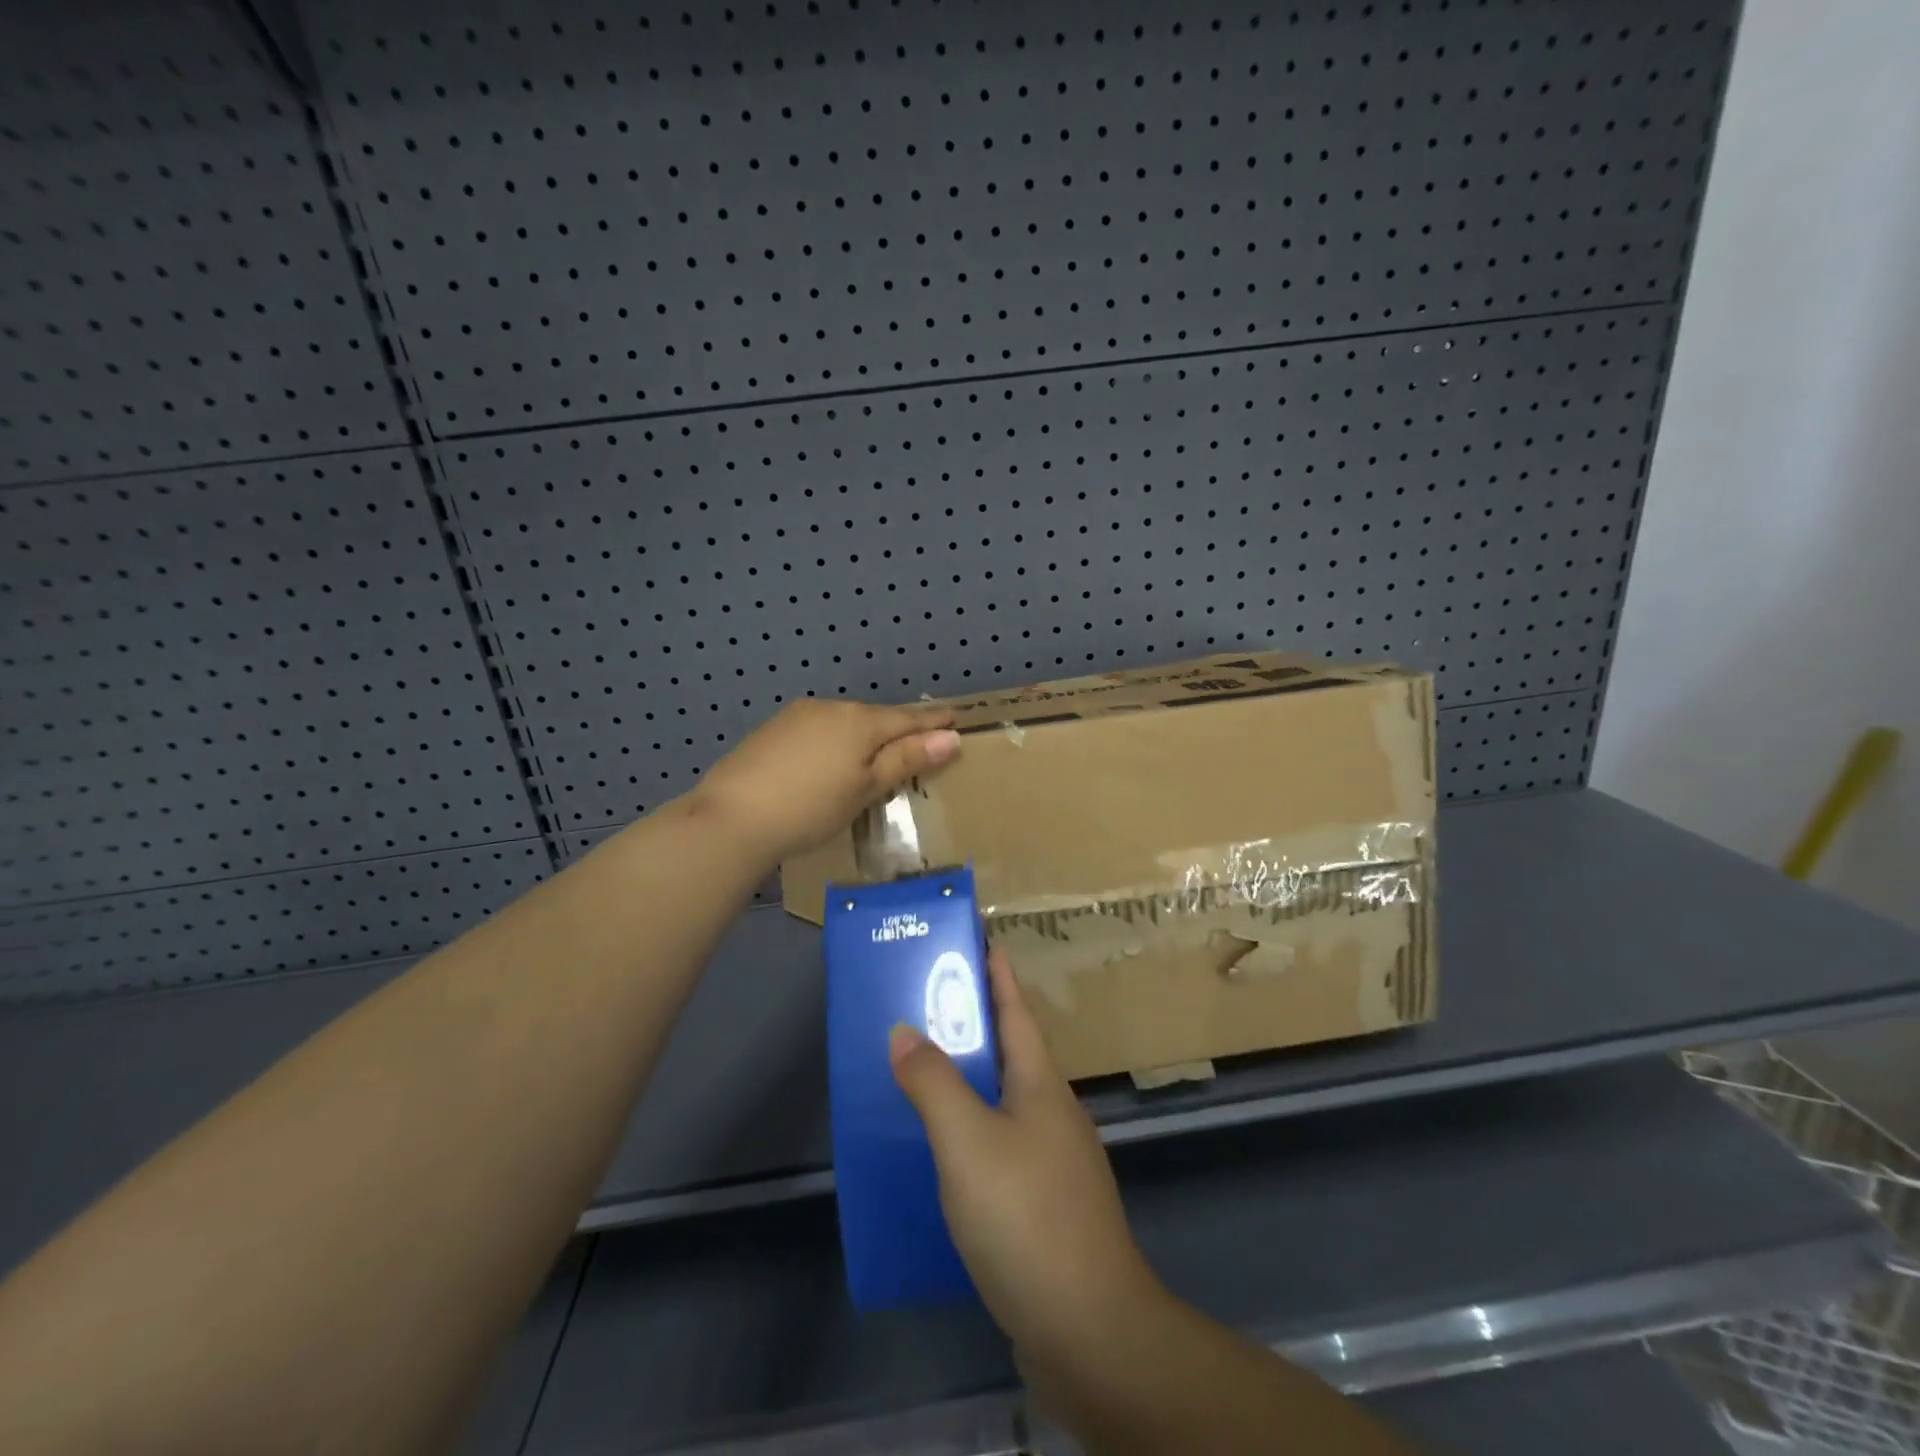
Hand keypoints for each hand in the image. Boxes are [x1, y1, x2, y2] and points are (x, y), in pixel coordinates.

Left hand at [688, 698, 958, 865]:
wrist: (733, 816)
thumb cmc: (812, 808)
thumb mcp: (866, 788)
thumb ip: (906, 759)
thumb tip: (950, 737)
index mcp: (861, 721)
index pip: (908, 718)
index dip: (933, 721)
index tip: (955, 719)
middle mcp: (832, 707)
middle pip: (876, 717)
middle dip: (899, 727)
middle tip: (921, 740)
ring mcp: (798, 716)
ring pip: (846, 721)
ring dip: (866, 734)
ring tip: (877, 753)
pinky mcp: (774, 729)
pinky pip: (820, 729)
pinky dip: (837, 740)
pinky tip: (832, 759)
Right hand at [890, 948, 1162, 1364]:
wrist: (1089, 1331)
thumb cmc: (1026, 1217)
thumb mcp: (967, 1141)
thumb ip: (933, 1083)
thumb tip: (904, 1030)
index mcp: (1041, 1084)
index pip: (1016, 1009)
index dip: (996, 972)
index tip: (976, 940)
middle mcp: (1054, 1113)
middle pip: (1011, 1052)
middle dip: (974, 1025)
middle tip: (925, 1007)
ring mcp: (1055, 1162)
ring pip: (1004, 1102)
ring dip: (969, 1081)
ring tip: (923, 1074)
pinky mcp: (1046, 1207)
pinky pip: (1001, 1148)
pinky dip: (971, 1134)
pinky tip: (944, 1156)